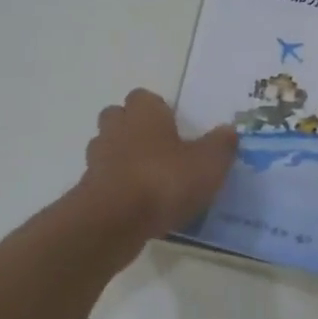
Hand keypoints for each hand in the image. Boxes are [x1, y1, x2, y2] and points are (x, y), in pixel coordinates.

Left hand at [82, 89, 238, 239]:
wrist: (114, 220)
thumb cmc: (164, 180)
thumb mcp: (208, 164)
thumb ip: (220, 145)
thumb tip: (229, 131)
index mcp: (144, 113)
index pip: (144, 97)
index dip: (157, 109)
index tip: (173, 126)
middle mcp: (116, 128)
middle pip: (119, 118)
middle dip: (134, 129)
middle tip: (160, 149)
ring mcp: (97, 159)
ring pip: (108, 149)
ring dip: (124, 159)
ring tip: (150, 180)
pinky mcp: (88, 190)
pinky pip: (105, 181)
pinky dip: (118, 188)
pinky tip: (139, 207)